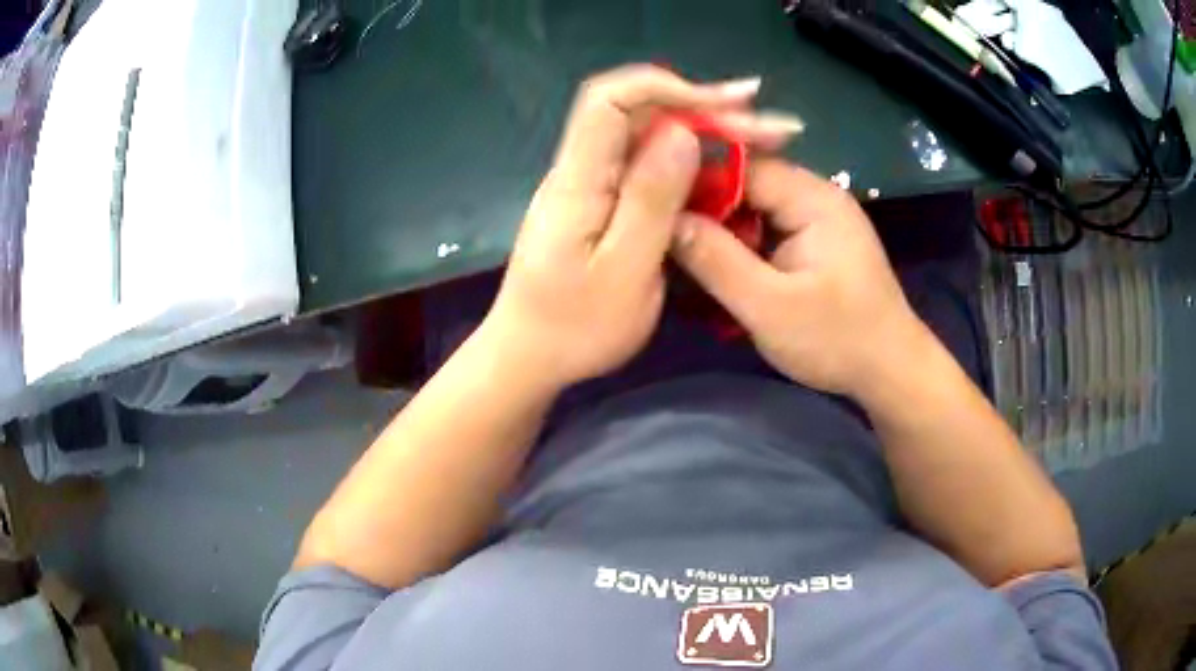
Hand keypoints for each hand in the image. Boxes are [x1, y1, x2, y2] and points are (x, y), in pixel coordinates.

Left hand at [480, 66, 803, 389]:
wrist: (530, 357)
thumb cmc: (576, 328)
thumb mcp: (624, 270)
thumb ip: (651, 198)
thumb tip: (683, 131)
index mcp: (577, 180)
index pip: (610, 99)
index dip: (667, 86)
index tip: (727, 105)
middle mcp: (578, 169)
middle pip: (635, 111)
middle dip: (703, 107)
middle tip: (770, 125)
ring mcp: (587, 184)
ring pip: (644, 135)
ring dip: (702, 129)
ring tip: (761, 138)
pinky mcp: (598, 201)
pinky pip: (643, 163)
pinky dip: (687, 157)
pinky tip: (721, 164)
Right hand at [672, 159, 929, 397]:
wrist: (891, 371)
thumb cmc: (837, 340)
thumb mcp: (768, 306)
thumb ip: (715, 261)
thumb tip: (664, 220)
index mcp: (812, 197)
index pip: (741, 165)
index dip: (695, 183)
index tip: (654, 209)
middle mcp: (817, 194)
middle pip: (746, 183)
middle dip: (706, 209)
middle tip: (665, 238)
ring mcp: (820, 217)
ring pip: (755, 206)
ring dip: (723, 229)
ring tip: (686, 255)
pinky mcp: (818, 240)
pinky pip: (769, 227)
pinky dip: (743, 243)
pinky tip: (722, 266)